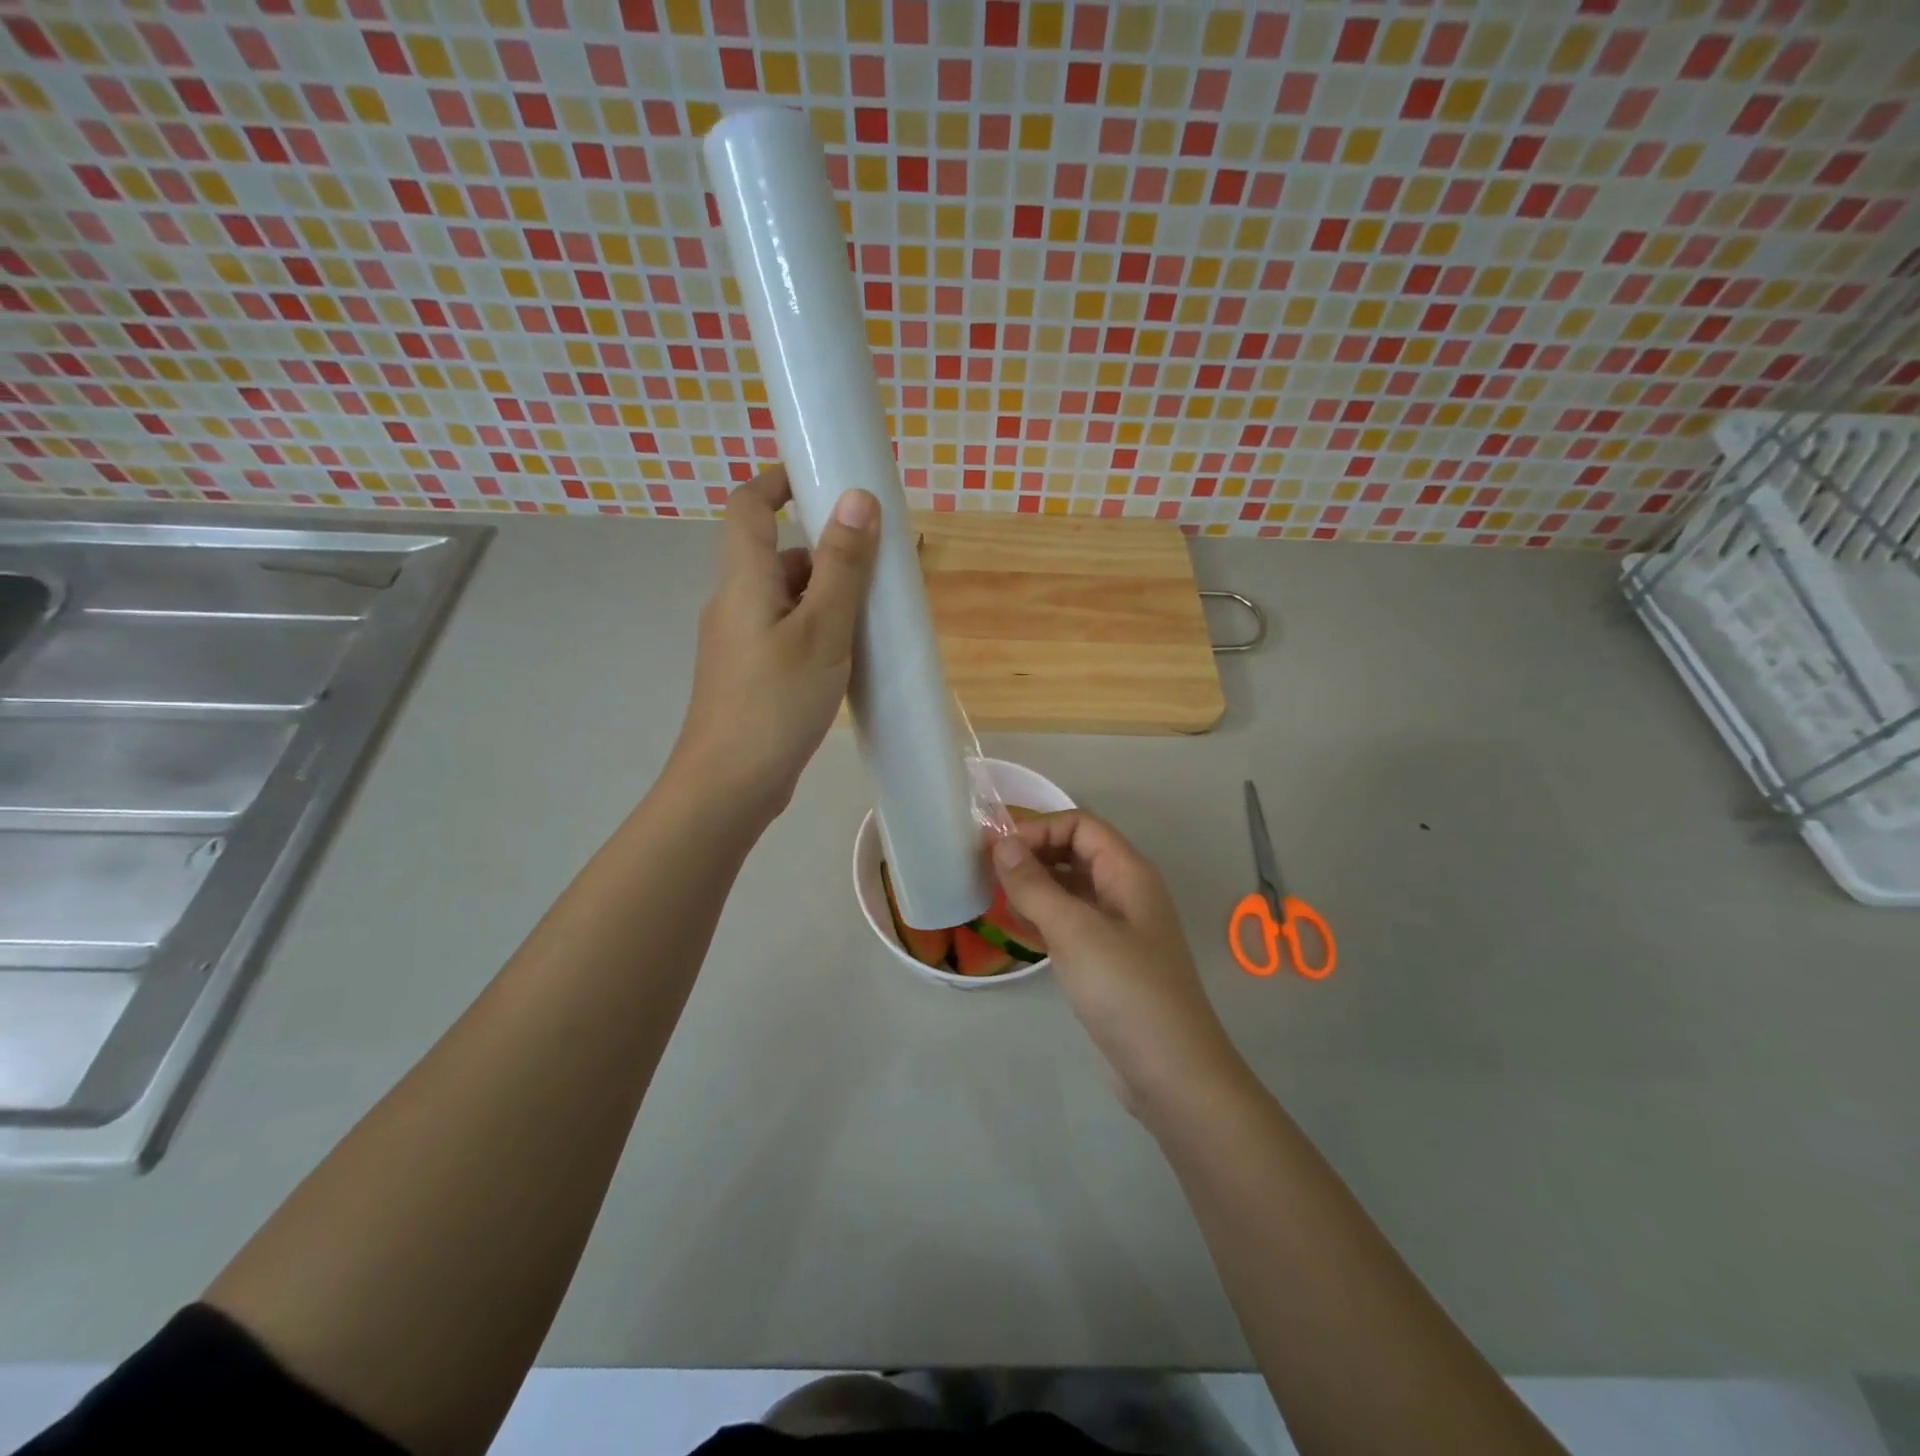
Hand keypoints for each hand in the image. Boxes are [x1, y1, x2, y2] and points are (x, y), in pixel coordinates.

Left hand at [670, 466, 879, 821]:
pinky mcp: (750, 675)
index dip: (778, 481)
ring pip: (786, 599)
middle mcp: (734, 604)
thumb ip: (842, 566)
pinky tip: (847, 658)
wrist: (729, 786)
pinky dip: (816, 630)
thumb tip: (857, 496)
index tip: (822, 477)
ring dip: (826, 596)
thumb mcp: (821, 630)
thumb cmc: (776, 702)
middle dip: (825, 551)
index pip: (748, 506)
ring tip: (873, 617)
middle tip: (877, 566)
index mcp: (743, 581)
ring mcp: (739, 643)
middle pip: (776, 555)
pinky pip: (786, 633)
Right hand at [991, 812, 1249, 1116]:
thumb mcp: (1074, 931)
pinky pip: (1072, 921)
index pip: (1081, 825)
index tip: (997, 849)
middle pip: (1076, 852)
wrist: (1171, 1073)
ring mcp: (1119, 928)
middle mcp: (1126, 892)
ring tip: (995, 895)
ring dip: (1035, 885)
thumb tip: (1002, 843)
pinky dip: (1044, 916)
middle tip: (987, 869)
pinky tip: (1018, 927)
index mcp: (1128, 873)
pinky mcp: (1109, 960)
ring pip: (1071, 888)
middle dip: (1034, 853)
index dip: (1039, 828)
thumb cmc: (1125, 990)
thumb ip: (1034, 885)